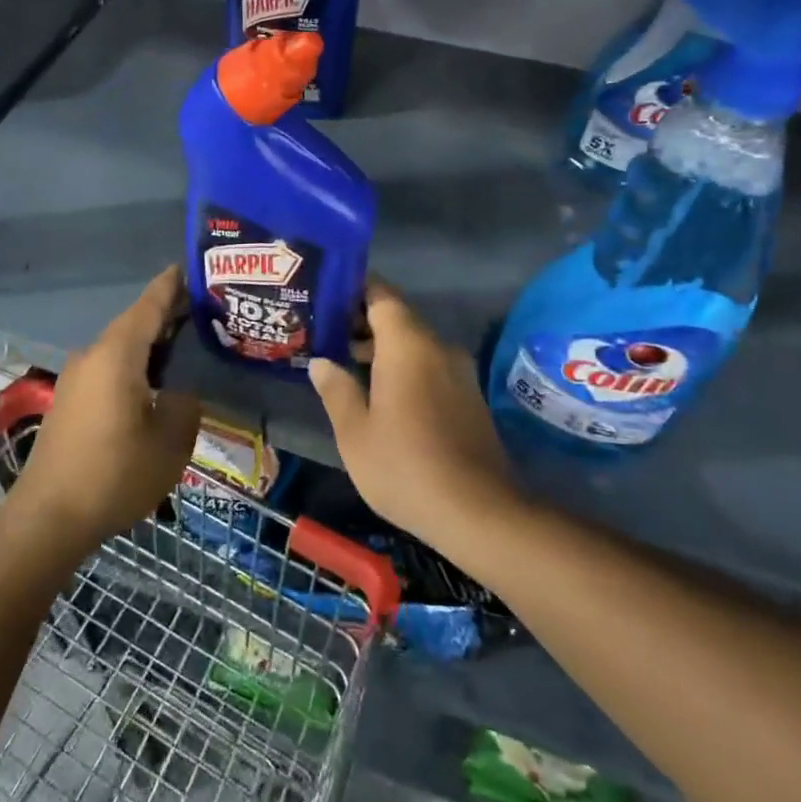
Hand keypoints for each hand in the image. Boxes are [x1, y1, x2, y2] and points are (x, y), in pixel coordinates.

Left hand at [7, 267, 199, 555]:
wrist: (48, 518)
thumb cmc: (115, 473)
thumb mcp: (170, 440)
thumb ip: (184, 404)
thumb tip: (178, 392)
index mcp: (117, 353)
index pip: (149, 305)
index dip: (171, 285)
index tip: (190, 266)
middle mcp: (93, 355)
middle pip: (134, 323)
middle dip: (166, 314)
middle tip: (204, 311)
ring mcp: (77, 378)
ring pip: (121, 347)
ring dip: (150, 343)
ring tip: (185, 344)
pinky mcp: (70, 401)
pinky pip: (109, 367)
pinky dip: (135, 364)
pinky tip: (153, 381)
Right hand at [308, 278, 519, 546]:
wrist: (479, 513)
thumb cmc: (405, 466)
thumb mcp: (355, 432)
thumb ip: (336, 389)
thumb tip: (321, 362)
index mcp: (408, 345)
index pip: (381, 295)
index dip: (353, 288)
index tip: (325, 293)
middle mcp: (437, 348)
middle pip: (397, 318)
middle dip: (360, 321)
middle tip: (323, 332)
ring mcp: (458, 373)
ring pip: (413, 344)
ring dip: (380, 348)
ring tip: (342, 362)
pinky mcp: (467, 397)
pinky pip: (429, 366)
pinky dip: (402, 367)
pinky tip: (377, 392)